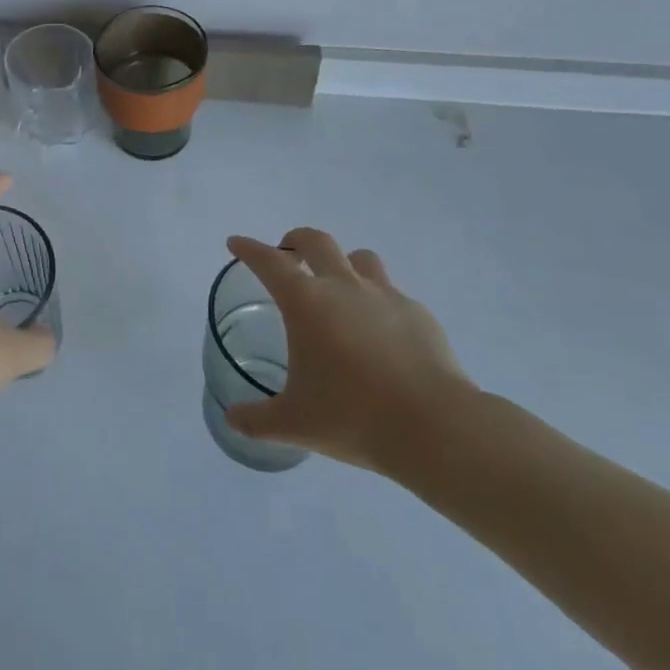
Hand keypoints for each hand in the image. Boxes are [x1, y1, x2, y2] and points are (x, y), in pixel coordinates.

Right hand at [223, 230, 476, 474]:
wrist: (437, 428)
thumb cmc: (354, 417)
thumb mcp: (295, 424)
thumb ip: (257, 420)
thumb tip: (232, 419)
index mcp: (306, 302)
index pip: (268, 261)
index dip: (248, 249)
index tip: (236, 244)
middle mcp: (343, 286)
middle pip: (316, 241)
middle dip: (296, 241)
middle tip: (288, 254)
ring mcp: (385, 296)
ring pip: (359, 258)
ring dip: (342, 264)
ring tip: (338, 287)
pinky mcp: (419, 314)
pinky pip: (392, 293)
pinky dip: (378, 301)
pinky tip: (380, 332)